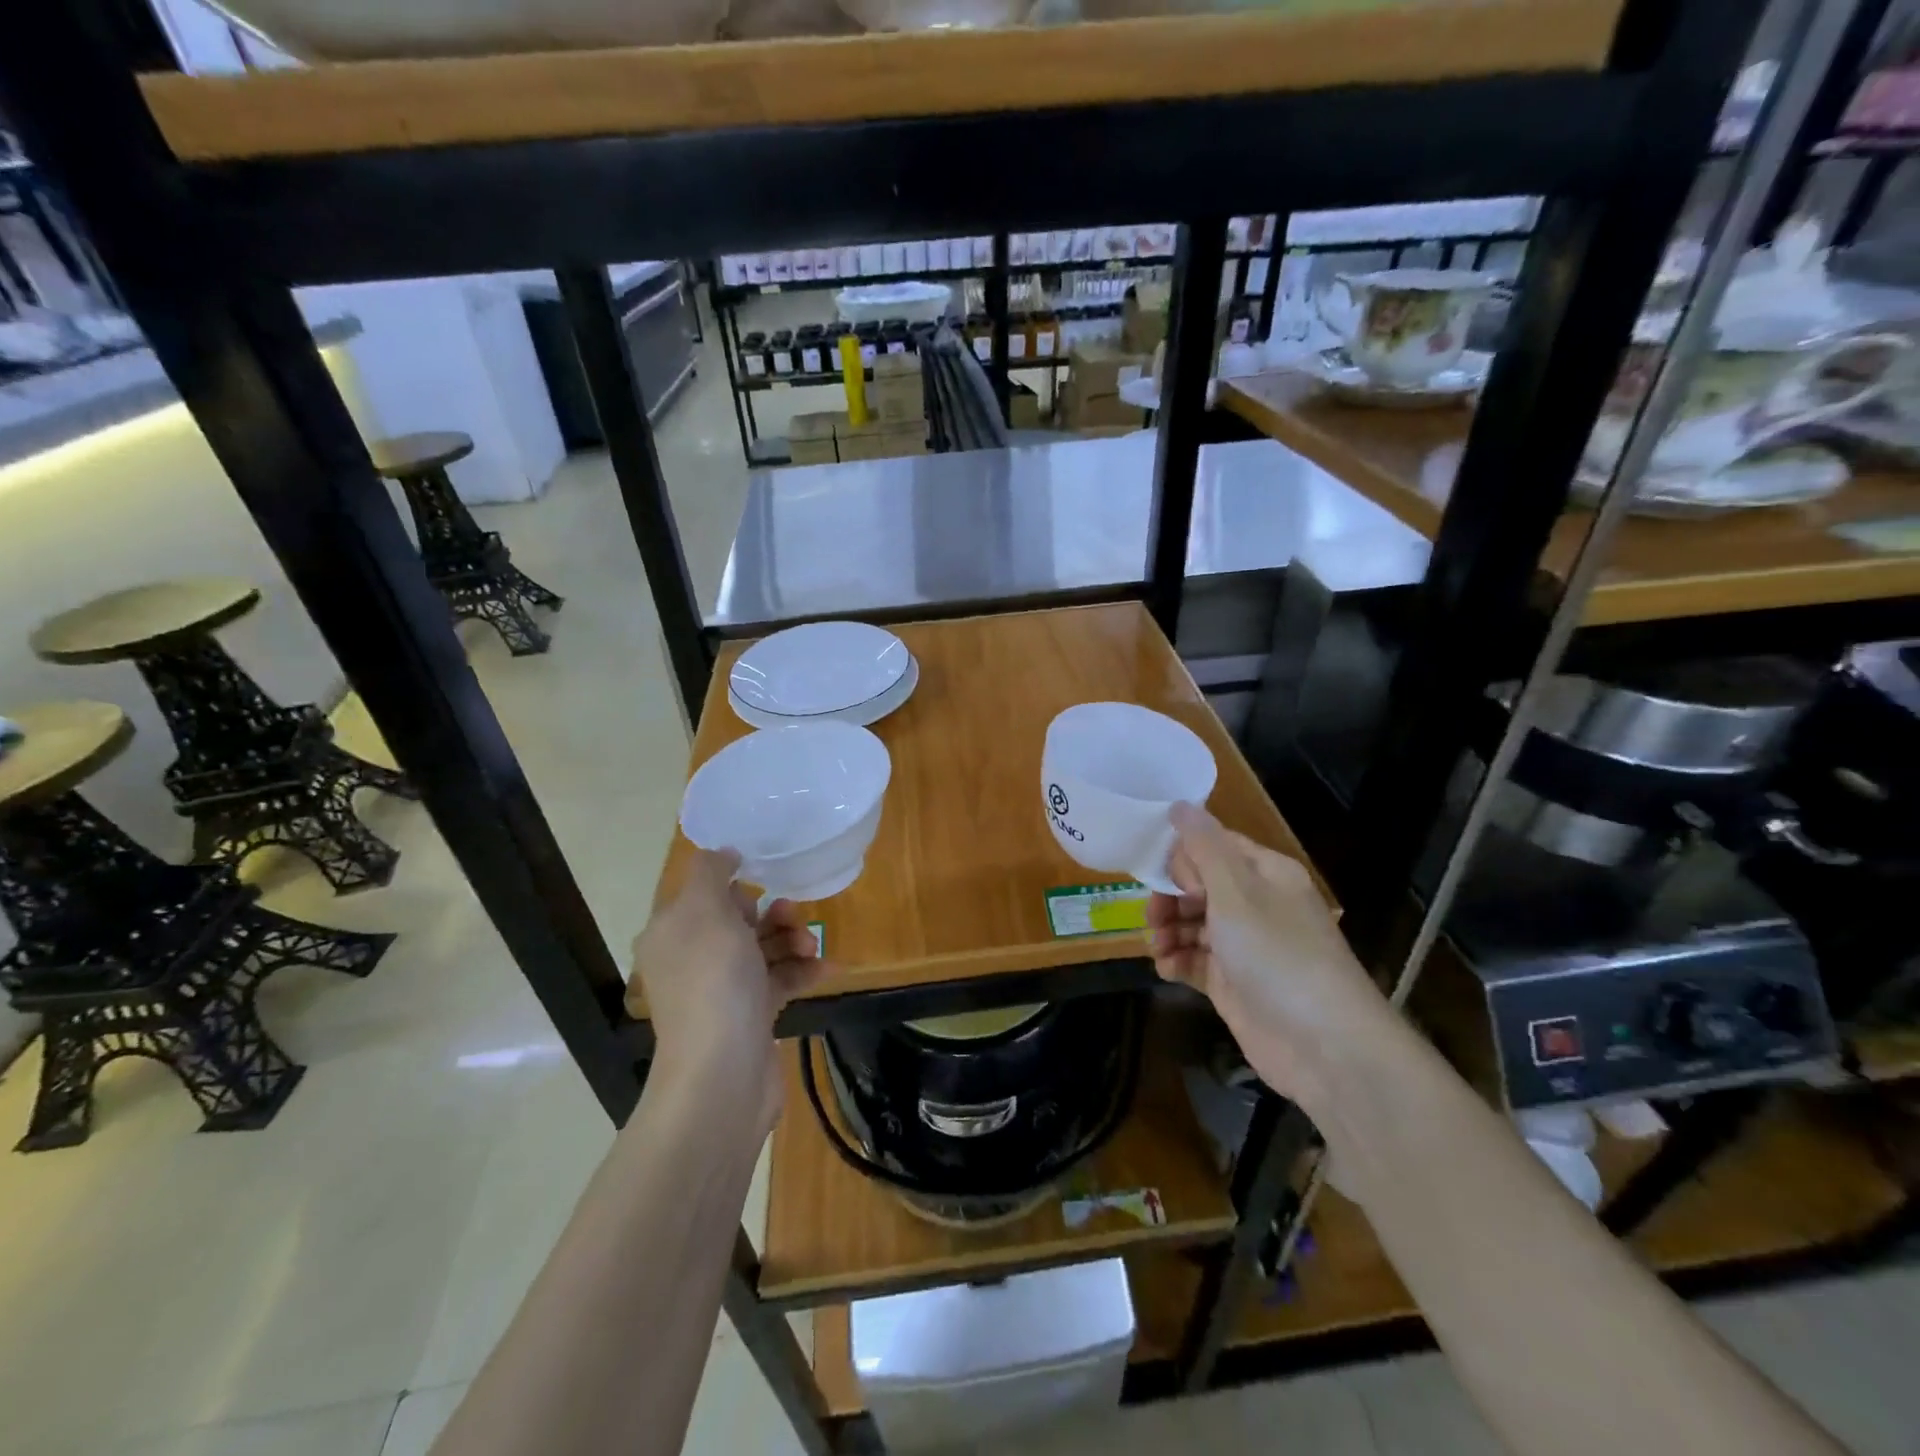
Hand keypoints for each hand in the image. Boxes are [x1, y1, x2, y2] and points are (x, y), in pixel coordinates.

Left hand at [630, 849, 826, 1132]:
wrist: (723, 1073)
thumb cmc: (713, 981)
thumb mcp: (705, 910)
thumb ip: (710, 872)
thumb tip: (724, 853)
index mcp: (672, 933)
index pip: (703, 894)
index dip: (735, 887)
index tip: (763, 883)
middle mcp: (693, 959)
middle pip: (738, 920)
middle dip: (773, 913)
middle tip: (794, 916)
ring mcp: (722, 990)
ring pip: (763, 949)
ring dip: (793, 940)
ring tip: (811, 948)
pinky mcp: (750, 1015)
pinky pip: (780, 980)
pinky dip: (803, 971)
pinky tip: (828, 968)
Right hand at [1146, 803, 1390, 1111]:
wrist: (1325, 1046)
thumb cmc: (1278, 955)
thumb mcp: (1236, 892)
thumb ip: (1203, 847)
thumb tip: (1180, 803)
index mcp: (1265, 874)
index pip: (1215, 846)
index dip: (1183, 856)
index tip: (1157, 872)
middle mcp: (1256, 905)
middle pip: (1199, 886)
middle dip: (1170, 897)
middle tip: (1153, 915)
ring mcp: (1245, 947)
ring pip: (1193, 924)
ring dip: (1168, 931)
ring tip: (1158, 947)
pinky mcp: (1234, 983)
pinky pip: (1196, 960)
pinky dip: (1177, 961)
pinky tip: (1166, 968)